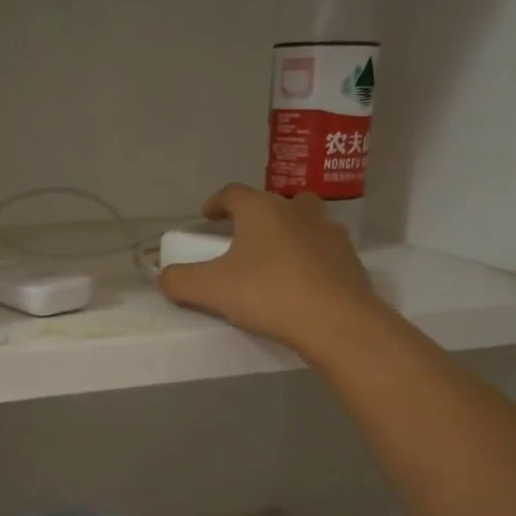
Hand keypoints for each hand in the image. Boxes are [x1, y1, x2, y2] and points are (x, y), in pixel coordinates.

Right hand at [158, 184, 384, 361]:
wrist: (336, 322)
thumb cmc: (269, 295)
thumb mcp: (211, 291)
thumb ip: (180, 281)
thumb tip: (165, 277)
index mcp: (262, 209)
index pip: (233, 194)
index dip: (216, 203)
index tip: (206, 217)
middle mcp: (298, 210)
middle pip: (271, 204)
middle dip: (254, 218)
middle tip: (240, 241)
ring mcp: (329, 232)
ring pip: (302, 224)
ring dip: (286, 235)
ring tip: (272, 261)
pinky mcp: (349, 258)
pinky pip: (322, 252)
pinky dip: (309, 260)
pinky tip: (301, 283)